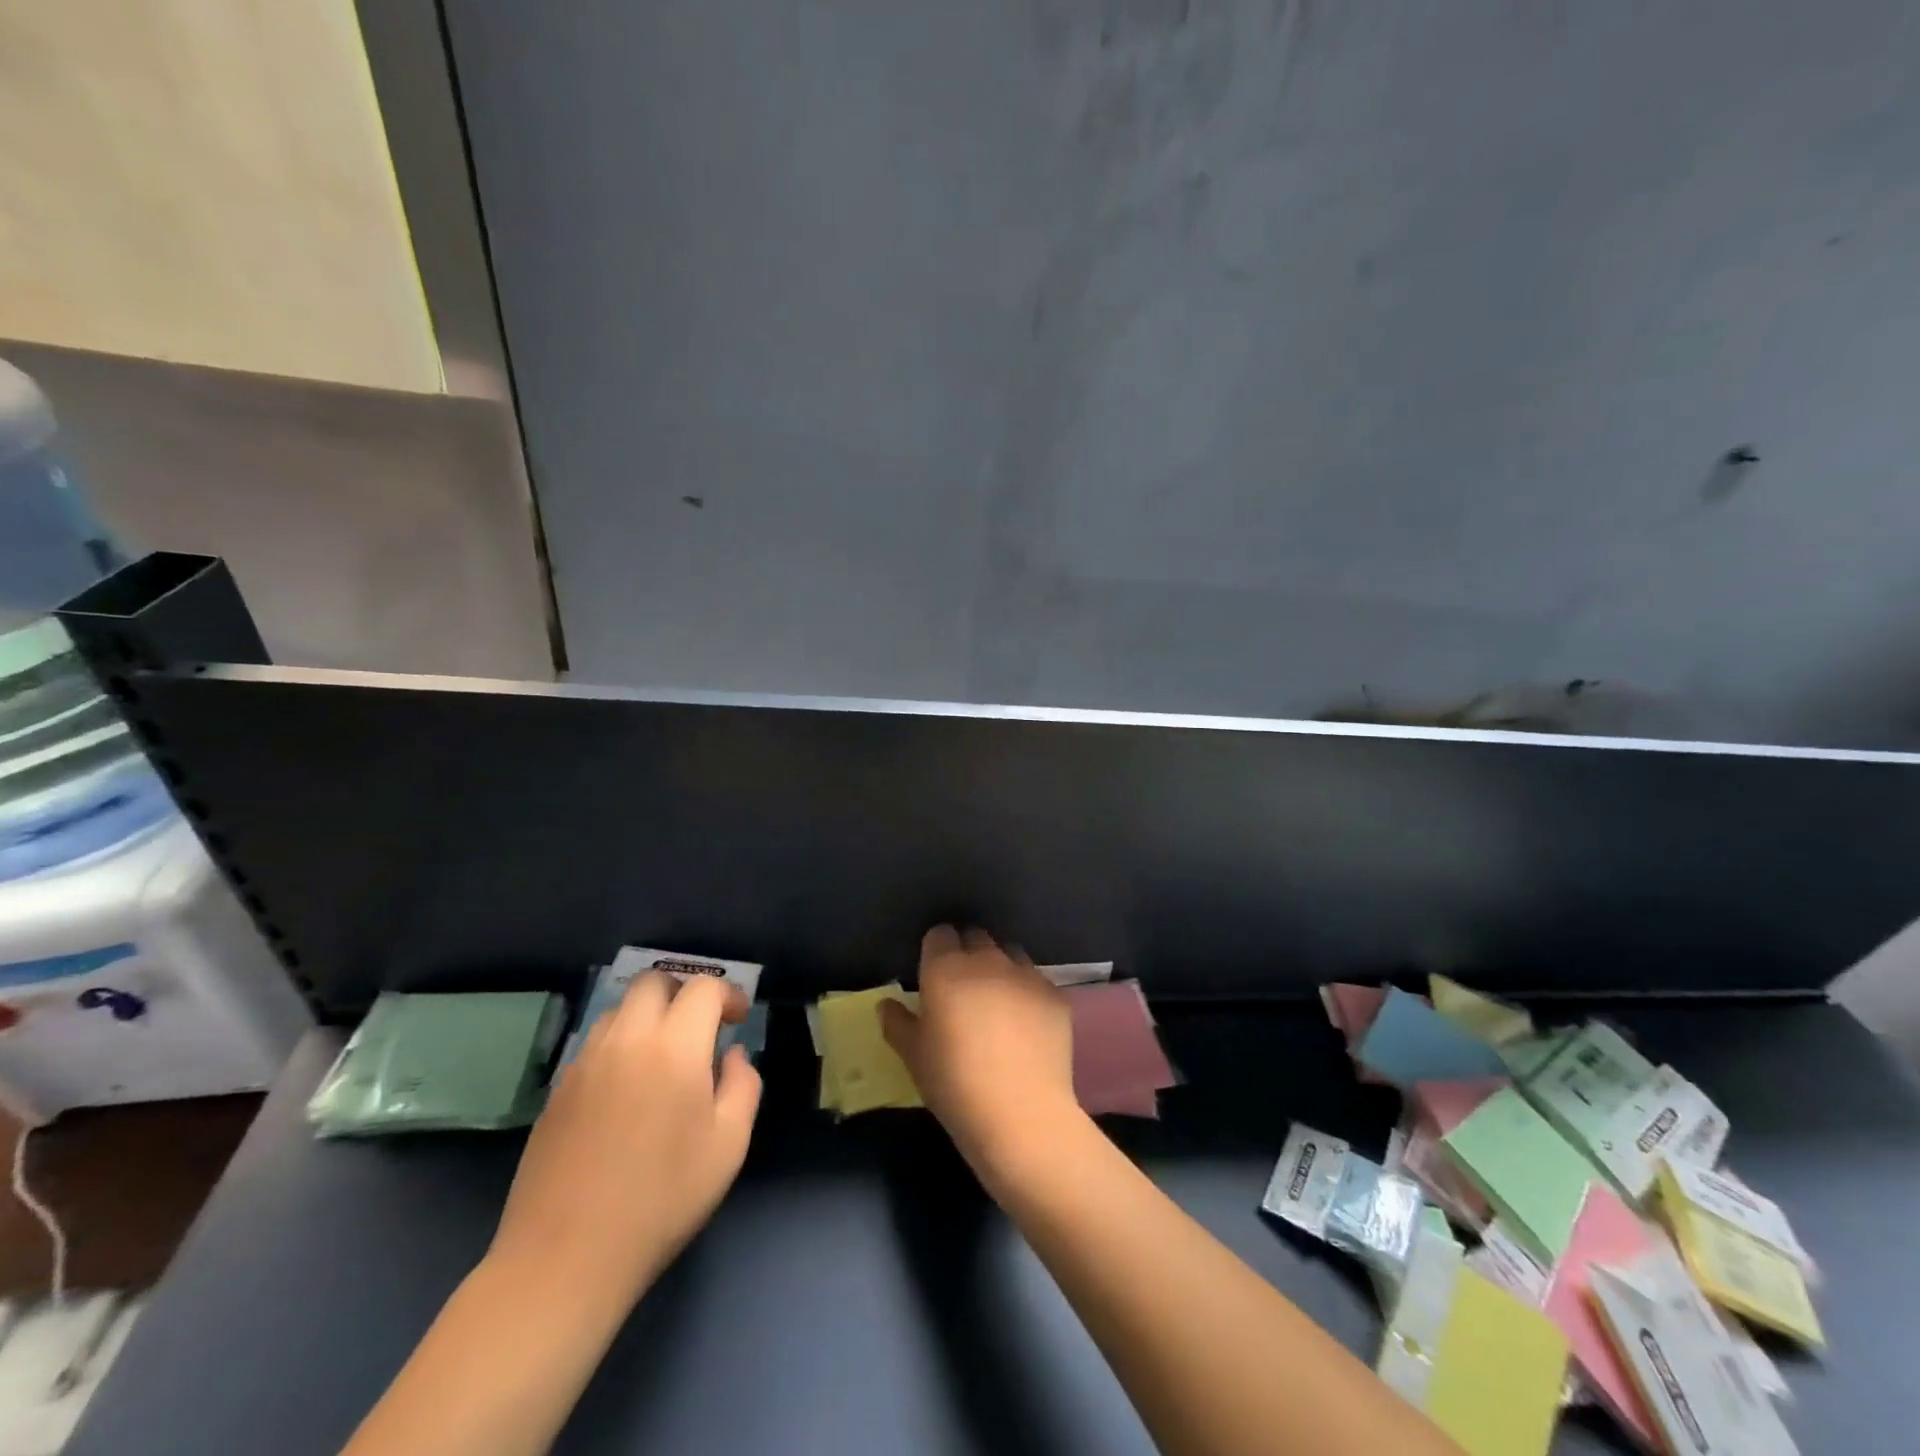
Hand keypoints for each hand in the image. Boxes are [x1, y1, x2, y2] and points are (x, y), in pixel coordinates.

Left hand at [487, 974, 761, 1315]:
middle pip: (653, 981)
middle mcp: (626, 1040)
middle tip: (700, 1027)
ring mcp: (584, 1063)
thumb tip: (732, 1056)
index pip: (703, 989)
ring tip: (663, 1055)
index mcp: (674, 1048)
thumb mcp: (728, 1146)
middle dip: (683, 992)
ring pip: (619, 1009)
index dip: (727, 994)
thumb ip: (743, 1086)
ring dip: (648, 1015)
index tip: (738, 1019)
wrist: (564, 1259)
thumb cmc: (661, 1200)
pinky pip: (594, 1043)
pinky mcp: (558, 1089)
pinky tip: (628, 1087)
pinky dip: (619, 1044)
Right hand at [881, 926, 1087, 1190]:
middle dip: (967, 953)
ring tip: (997, 1002)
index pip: (939, 935)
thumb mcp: (914, 1057)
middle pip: (976, 937)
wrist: (1021, 1115)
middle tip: (962, 988)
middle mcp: (987, 961)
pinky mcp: (1055, 995)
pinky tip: (1027, 1025)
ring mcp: (1026, 975)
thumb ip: (897, 1023)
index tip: (933, 974)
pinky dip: (1028, 994)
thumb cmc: (955, 1084)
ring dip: (1000, 968)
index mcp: (946, 969)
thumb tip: (887, 1004)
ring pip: (1009, 954)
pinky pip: (1037, 982)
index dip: (935, 950)